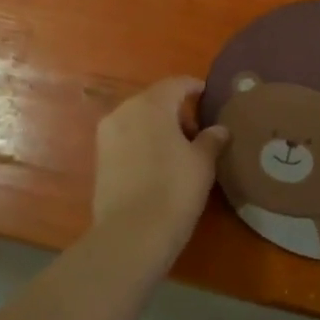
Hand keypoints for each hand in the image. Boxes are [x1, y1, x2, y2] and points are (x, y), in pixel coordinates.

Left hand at [90, 77, 228, 257]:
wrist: (131, 234)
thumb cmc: (174, 190)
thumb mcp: (202, 163)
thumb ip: (211, 140)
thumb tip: (219, 129)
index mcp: (150, 104)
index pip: (176, 84)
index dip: (194, 87)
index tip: (208, 95)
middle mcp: (124, 111)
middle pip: (154, 100)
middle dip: (176, 111)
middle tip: (198, 131)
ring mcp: (107, 135)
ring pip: (138, 120)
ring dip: (158, 127)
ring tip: (179, 150)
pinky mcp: (99, 158)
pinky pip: (127, 139)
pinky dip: (143, 143)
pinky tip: (158, 164)